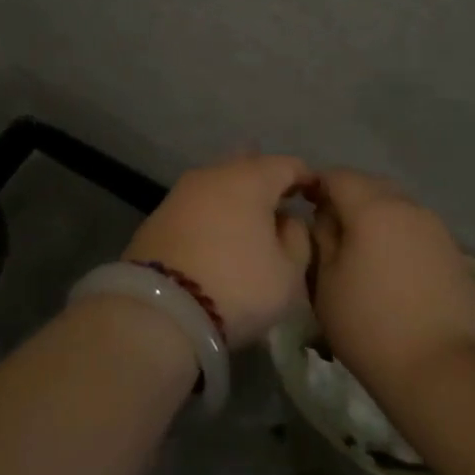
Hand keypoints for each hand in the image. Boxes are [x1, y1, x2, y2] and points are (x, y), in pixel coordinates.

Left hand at [123, 154, 313, 347]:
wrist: (160, 309)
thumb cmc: (237, 286)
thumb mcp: (288, 273)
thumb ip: (297, 239)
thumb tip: (286, 220)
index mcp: (250, 178)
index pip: (287, 165)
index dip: (306, 178)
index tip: (315, 197)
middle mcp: (214, 174)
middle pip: (248, 166)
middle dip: (266, 180)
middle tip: (281, 202)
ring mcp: (181, 192)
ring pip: (218, 183)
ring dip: (236, 197)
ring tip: (249, 220)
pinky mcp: (159, 215)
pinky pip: (197, 205)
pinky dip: (212, 213)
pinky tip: (218, 234)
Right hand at [307, 169, 474, 396]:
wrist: (441, 371)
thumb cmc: (369, 326)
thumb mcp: (325, 282)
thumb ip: (322, 238)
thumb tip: (326, 219)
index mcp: (373, 208)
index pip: (338, 176)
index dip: (317, 186)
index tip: (304, 207)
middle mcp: (409, 208)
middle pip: (372, 186)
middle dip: (349, 199)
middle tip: (332, 231)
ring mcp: (438, 230)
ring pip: (400, 208)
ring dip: (379, 219)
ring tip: (365, 253)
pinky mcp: (457, 256)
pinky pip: (420, 233)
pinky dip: (402, 240)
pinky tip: (396, 274)